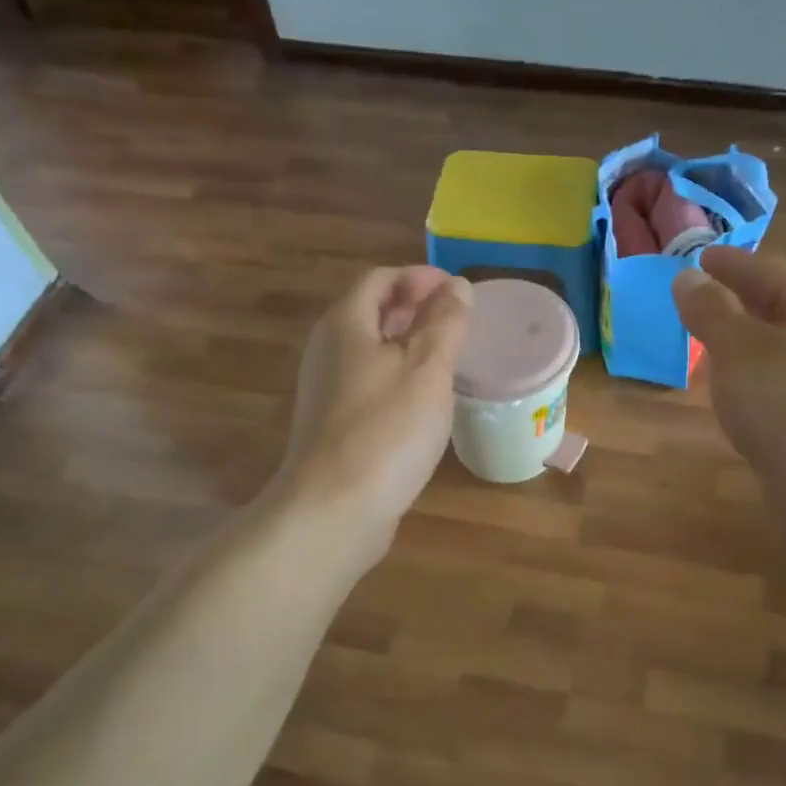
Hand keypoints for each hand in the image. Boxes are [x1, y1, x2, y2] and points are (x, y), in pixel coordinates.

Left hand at [276, 266, 472, 557]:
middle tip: (458, 320)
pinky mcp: (334, 425)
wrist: (335, 508)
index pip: (380, 279)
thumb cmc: (386, 429)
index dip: (419, 277)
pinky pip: (370, 384)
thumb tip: (458, 287)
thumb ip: (445, 323)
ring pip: (370, 351)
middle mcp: (328, 350)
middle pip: (371, 312)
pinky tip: (424, 400)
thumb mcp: (427, 368)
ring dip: (407, 344)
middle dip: (414, 308)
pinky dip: (398, 377)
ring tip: (448, 356)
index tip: (458, 290)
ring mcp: (327, 390)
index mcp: (345, 324)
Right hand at [673, 248, 785, 488]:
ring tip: (709, 345)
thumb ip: (710, 311)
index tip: (700, 258)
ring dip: (745, 343)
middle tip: (700, 300)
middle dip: (740, 302)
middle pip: (779, 309)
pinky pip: (780, 385)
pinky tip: (735, 394)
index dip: (732, 264)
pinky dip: (753, 378)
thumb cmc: (785, 403)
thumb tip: (687, 278)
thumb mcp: (737, 348)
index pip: (769, 273)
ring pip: (779, 350)